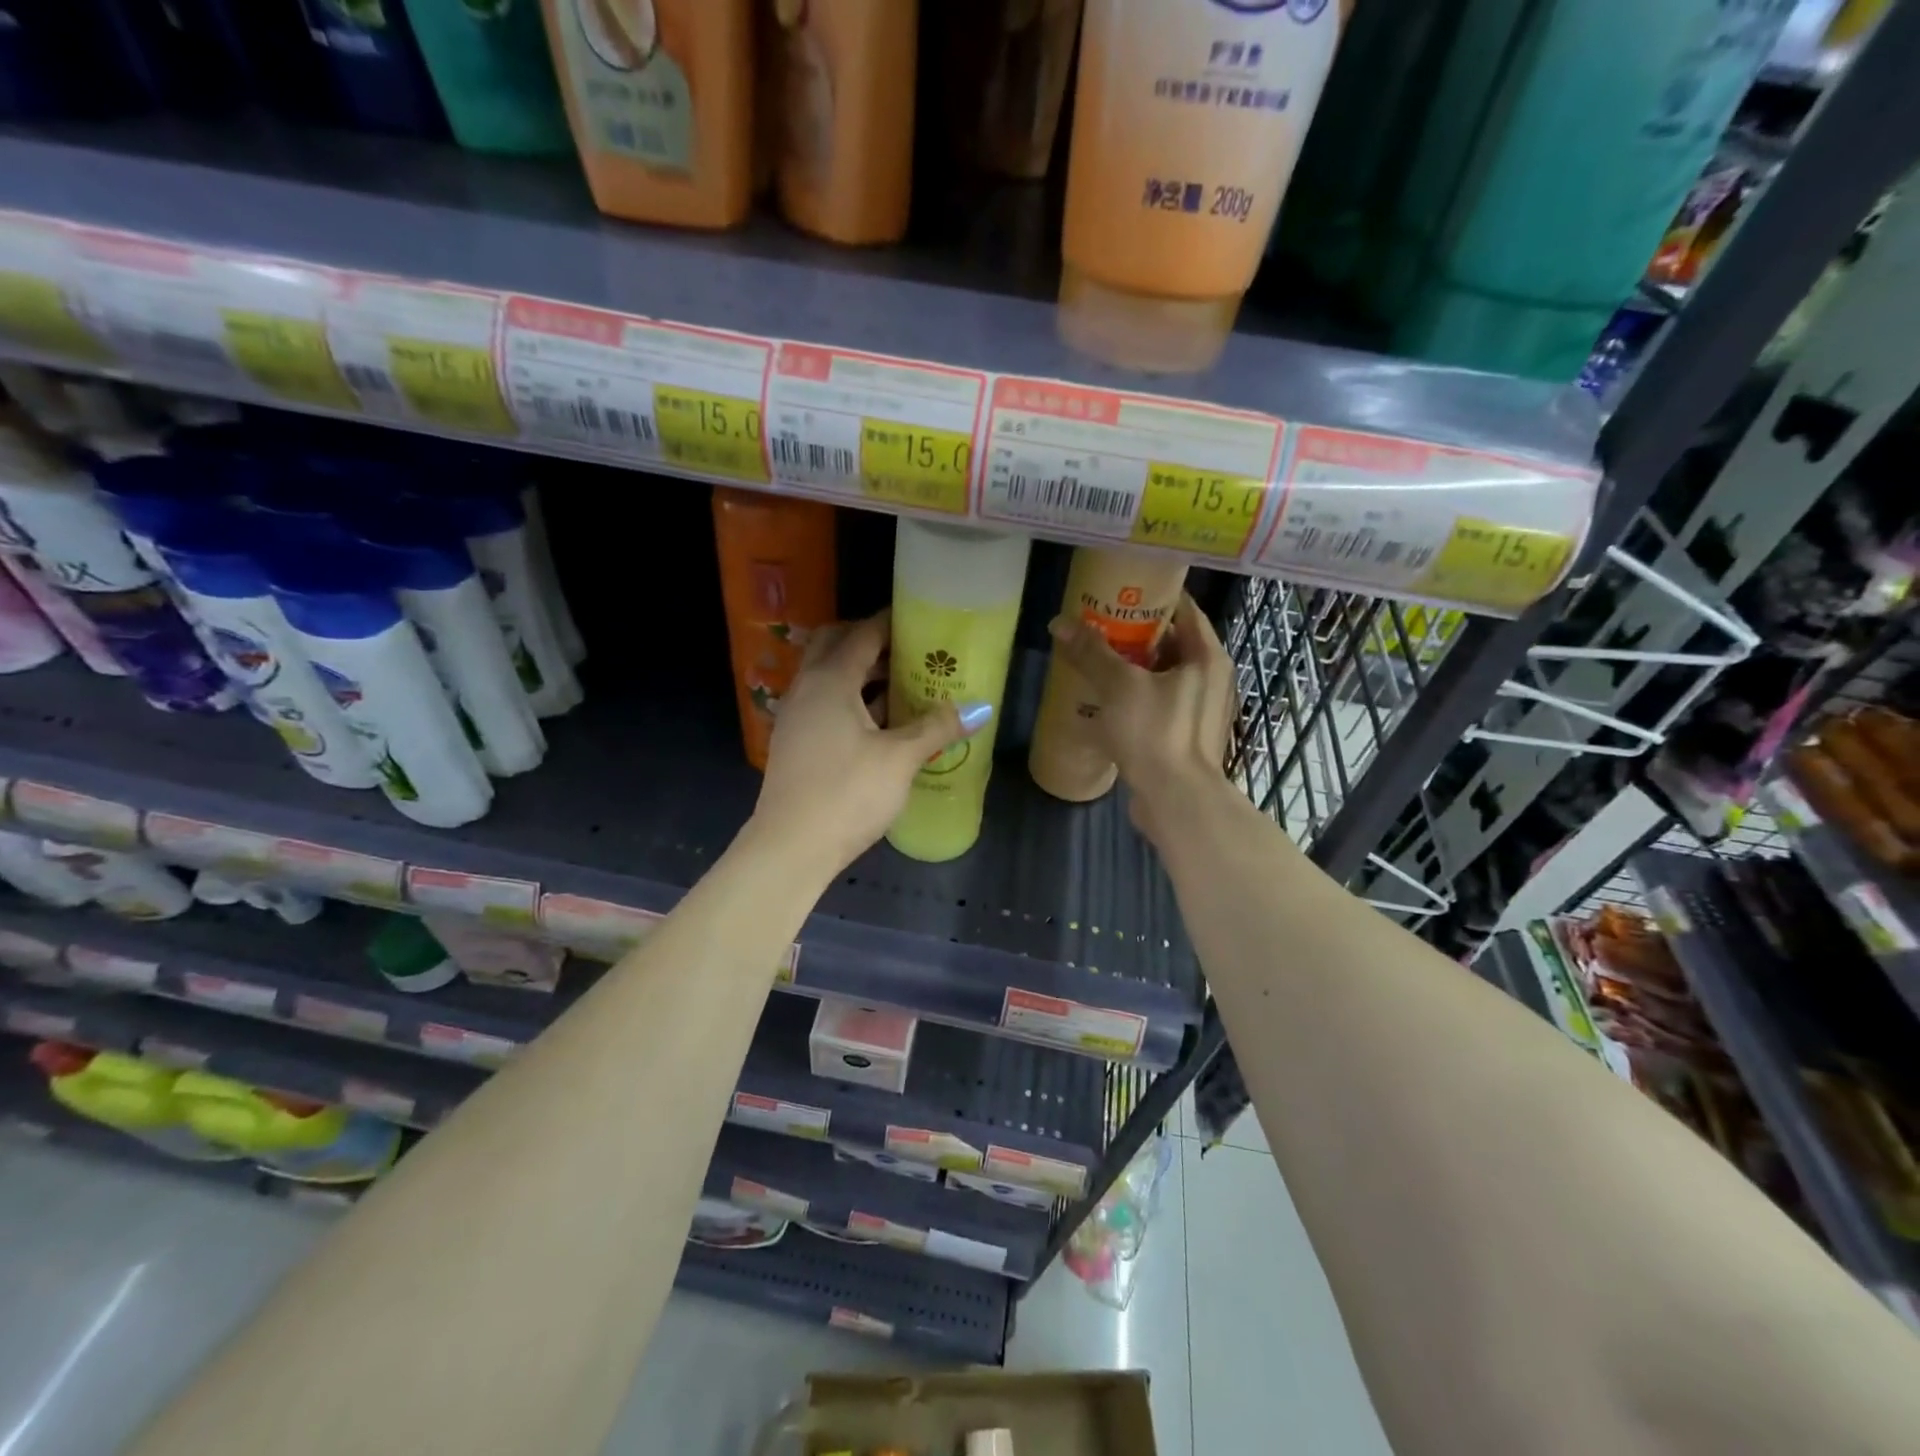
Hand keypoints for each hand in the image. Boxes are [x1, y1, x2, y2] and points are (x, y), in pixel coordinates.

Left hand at [750, 611, 990, 875]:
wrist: (791, 847)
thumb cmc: (848, 794)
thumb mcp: (900, 759)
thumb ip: (936, 727)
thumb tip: (979, 709)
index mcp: (830, 680)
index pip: (862, 634)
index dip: (892, 623)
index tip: (921, 620)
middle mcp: (807, 688)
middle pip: (836, 646)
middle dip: (870, 642)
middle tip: (909, 651)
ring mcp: (796, 716)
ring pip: (828, 677)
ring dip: (861, 673)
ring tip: (903, 685)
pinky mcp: (795, 742)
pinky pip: (824, 703)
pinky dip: (851, 699)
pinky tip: (881, 723)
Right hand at [1047, 593, 1234, 842]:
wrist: (1176, 802)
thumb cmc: (1156, 734)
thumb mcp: (1119, 687)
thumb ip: (1091, 653)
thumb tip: (1059, 623)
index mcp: (1207, 657)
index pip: (1184, 609)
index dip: (1152, 596)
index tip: (1119, 590)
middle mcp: (1210, 679)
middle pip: (1171, 643)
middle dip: (1135, 634)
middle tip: (1097, 624)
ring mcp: (1199, 710)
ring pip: (1163, 676)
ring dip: (1132, 668)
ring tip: (1095, 659)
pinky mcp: (1184, 736)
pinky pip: (1158, 704)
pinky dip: (1135, 697)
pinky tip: (1104, 700)